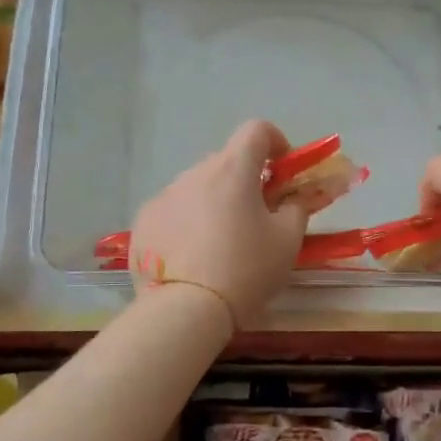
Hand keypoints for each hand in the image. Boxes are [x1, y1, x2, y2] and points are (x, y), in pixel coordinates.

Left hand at [129, 121, 308, 325]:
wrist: (185, 311)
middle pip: (226, 162)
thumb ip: (297, 208)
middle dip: (245, 181)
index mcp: (233, 170)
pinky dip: (188, 223)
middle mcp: (194, 173)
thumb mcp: (288, 241)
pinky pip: (173, 211)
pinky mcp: (144, 222)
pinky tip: (192, 258)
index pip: (256, 130)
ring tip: (221, 244)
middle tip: (257, 216)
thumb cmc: (246, 270)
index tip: (283, 169)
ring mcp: (164, 197)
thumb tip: (294, 197)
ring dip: (214, 202)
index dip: (275, 142)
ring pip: (198, 188)